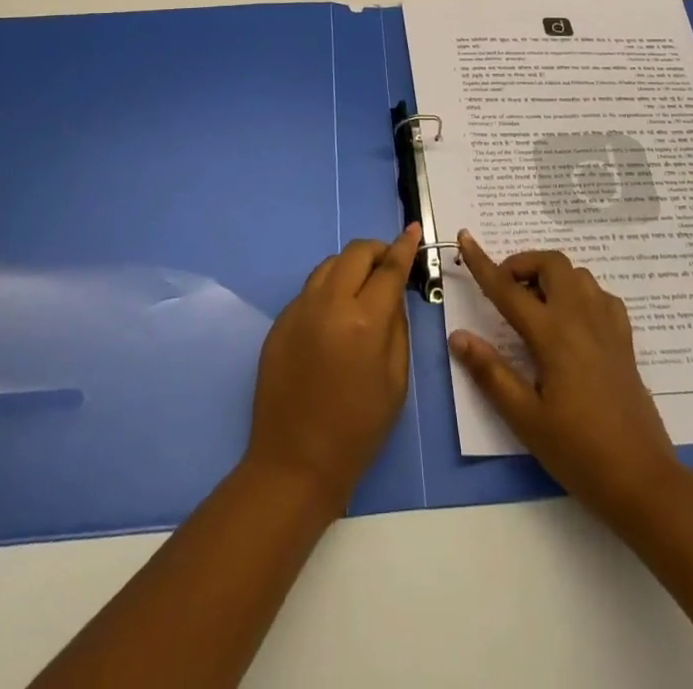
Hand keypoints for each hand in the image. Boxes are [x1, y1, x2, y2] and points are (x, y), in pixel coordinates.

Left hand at [244, 223, 420, 517]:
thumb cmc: (357, 429)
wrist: (294, 463)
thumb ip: (397, 328)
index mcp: (363, 321)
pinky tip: (334, 316)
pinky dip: (328, 289)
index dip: (404, 246)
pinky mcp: (279, 322)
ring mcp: (299, 310)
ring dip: (350, 266)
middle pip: (355, 253)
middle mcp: (329, 304)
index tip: (413, 230)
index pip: (388, 268)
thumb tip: (392, 295)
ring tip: (362, 288)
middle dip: (376, 251)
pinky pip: (309, 290)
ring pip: (328, 265)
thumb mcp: (395, 381)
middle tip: (388, 265)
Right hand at [449, 230, 679, 524]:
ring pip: (578, 274)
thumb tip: (458, 336)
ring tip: (534, 305)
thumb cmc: (578, 451)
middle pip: (552, 263)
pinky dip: (579, 293)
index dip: (483, 262)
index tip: (465, 238)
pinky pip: (600, 295)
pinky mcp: (624, 340)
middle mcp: (581, 318)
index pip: (508, 288)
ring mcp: (608, 326)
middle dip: (523, 264)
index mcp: (553, 334)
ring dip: (551, 276)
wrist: (642, 480)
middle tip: (505, 290)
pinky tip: (571, 321)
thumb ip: (491, 373)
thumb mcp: (525, 419)